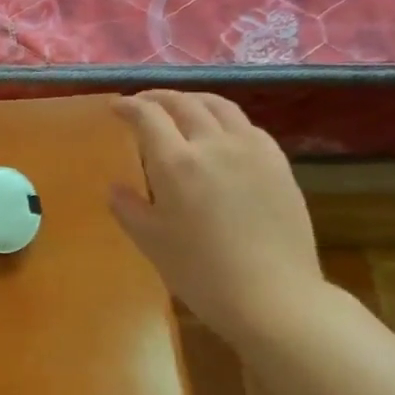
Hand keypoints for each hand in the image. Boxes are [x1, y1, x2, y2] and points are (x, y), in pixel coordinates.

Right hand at [109, 91, 323, 341]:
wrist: (273, 297)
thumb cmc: (201, 273)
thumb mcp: (151, 242)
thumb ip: (128, 208)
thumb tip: (116, 188)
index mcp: (176, 163)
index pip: (147, 116)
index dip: (128, 107)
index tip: (116, 107)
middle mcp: (214, 144)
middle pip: (184, 103)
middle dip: (158, 97)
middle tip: (143, 103)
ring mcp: (252, 150)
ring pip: (220, 106)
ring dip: (193, 100)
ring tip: (181, 107)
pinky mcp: (279, 163)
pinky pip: (247, 126)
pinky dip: (224, 119)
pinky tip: (221, 134)